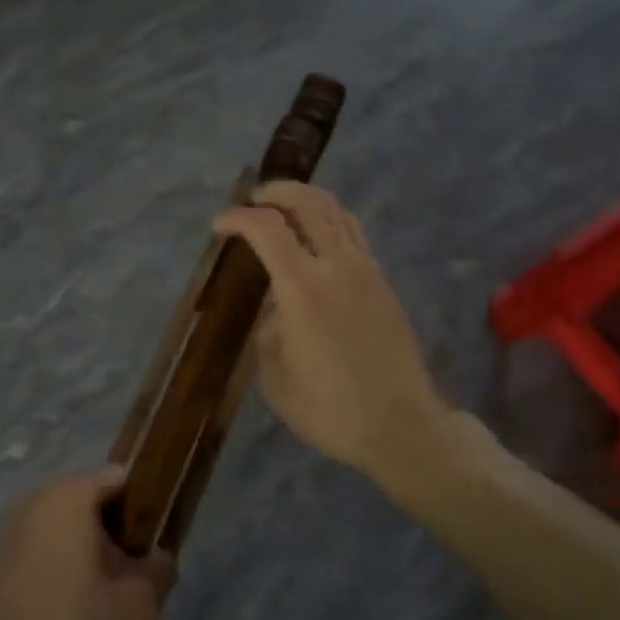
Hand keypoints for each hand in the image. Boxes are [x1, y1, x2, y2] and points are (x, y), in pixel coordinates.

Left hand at [0, 470, 175, 619]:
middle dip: (114, 532)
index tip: (151, 544)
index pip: (122, 479)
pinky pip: (43, 547)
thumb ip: (161, 568)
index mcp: (73, 492)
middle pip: (92, 501)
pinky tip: (70, 604)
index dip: (144, 508)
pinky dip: (60, 564)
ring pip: (66, 526)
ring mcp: (13, 526)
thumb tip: (157, 557)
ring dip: (86, 550)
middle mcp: (39, 496)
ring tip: (102, 593)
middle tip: (131, 573)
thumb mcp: (140, 602)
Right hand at [214, 182, 453, 481]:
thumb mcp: (274, 377)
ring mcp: (367, 272)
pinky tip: (316, 244)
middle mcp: (338, 267)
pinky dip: (329, 223)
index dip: (237, 218)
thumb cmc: (329, 409)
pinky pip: (354, 235)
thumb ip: (268, 332)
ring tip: (284, 212)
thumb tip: (276, 311)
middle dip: (277, 192)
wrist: (401, 427)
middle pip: (309, 202)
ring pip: (338, 212)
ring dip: (307, 201)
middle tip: (254, 201)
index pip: (267, 229)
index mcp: (304, 289)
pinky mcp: (384, 284)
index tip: (219, 225)